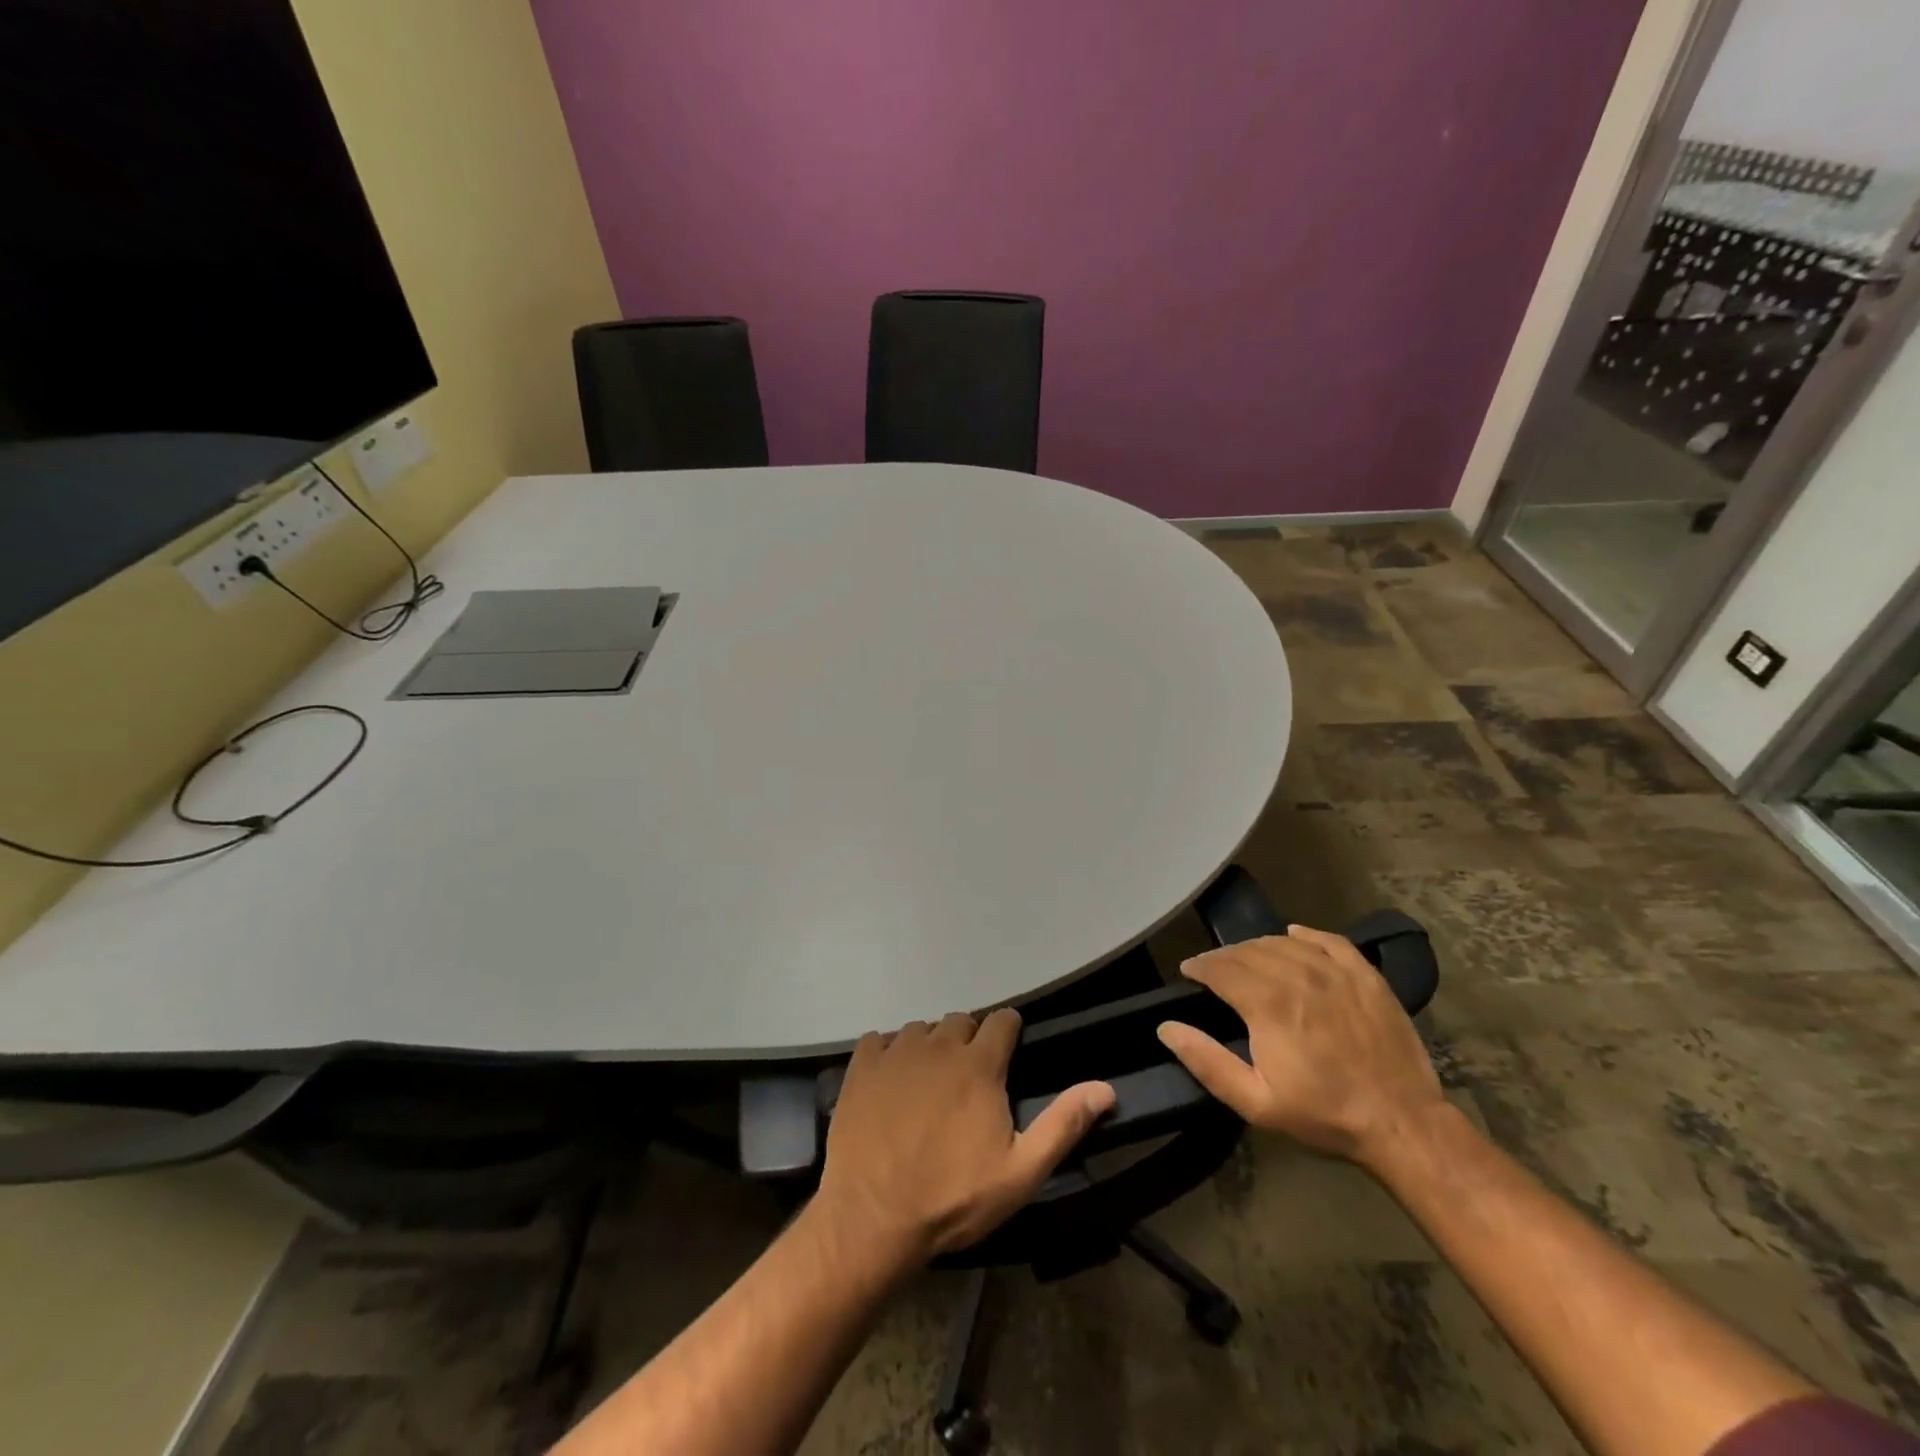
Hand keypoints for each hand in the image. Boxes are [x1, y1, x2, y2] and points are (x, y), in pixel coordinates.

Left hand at [818, 1009, 1116, 1260]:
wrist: (873, 1218)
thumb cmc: (953, 1198)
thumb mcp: (1020, 1172)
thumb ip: (1063, 1124)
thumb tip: (1105, 1088)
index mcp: (979, 1064)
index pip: (1002, 1020)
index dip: (1009, 1033)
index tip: (1007, 1055)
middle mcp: (939, 1044)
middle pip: (961, 1022)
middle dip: (970, 1042)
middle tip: (968, 1082)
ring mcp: (896, 1052)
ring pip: (921, 1030)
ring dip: (930, 1048)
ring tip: (929, 1085)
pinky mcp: (862, 1065)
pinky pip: (880, 1040)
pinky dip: (889, 1053)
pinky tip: (891, 1084)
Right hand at [1156, 925, 1444, 1169]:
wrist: (1402, 1123)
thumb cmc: (1324, 1114)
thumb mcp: (1256, 1103)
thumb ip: (1207, 1062)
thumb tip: (1166, 1027)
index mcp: (1267, 1003)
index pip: (1221, 968)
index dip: (1199, 966)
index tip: (1189, 972)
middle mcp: (1297, 976)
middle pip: (1248, 951)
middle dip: (1224, 957)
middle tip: (1214, 970)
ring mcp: (1335, 972)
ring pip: (1283, 942)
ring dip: (1257, 947)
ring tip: (1248, 959)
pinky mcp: (1365, 976)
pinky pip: (1328, 940)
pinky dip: (1305, 935)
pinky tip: (1294, 937)